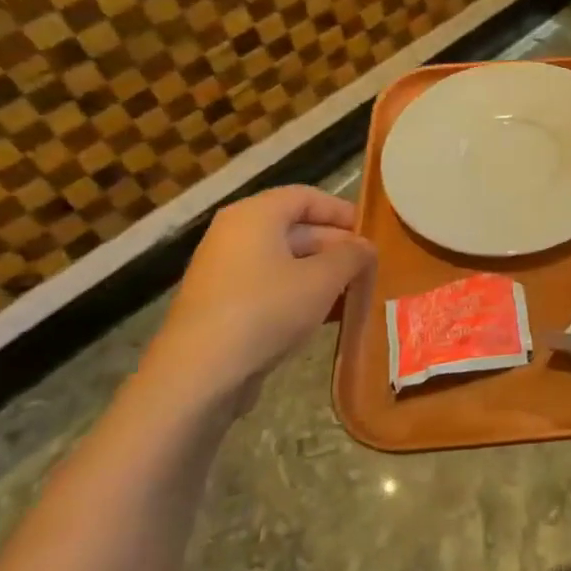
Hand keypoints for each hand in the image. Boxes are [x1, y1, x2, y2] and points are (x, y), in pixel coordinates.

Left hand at [140, 187, 374, 415]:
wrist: (200, 374)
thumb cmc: (267, 309)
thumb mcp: (324, 278)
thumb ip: (352, 256)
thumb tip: (366, 248)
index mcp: (255, 215)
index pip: (306, 197)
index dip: (341, 211)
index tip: (371, 233)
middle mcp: (235, 235)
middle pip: (296, 229)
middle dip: (336, 247)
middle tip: (369, 268)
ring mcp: (225, 271)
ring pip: (285, 261)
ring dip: (322, 274)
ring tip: (354, 293)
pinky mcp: (223, 305)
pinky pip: (270, 287)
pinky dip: (300, 294)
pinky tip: (326, 317)